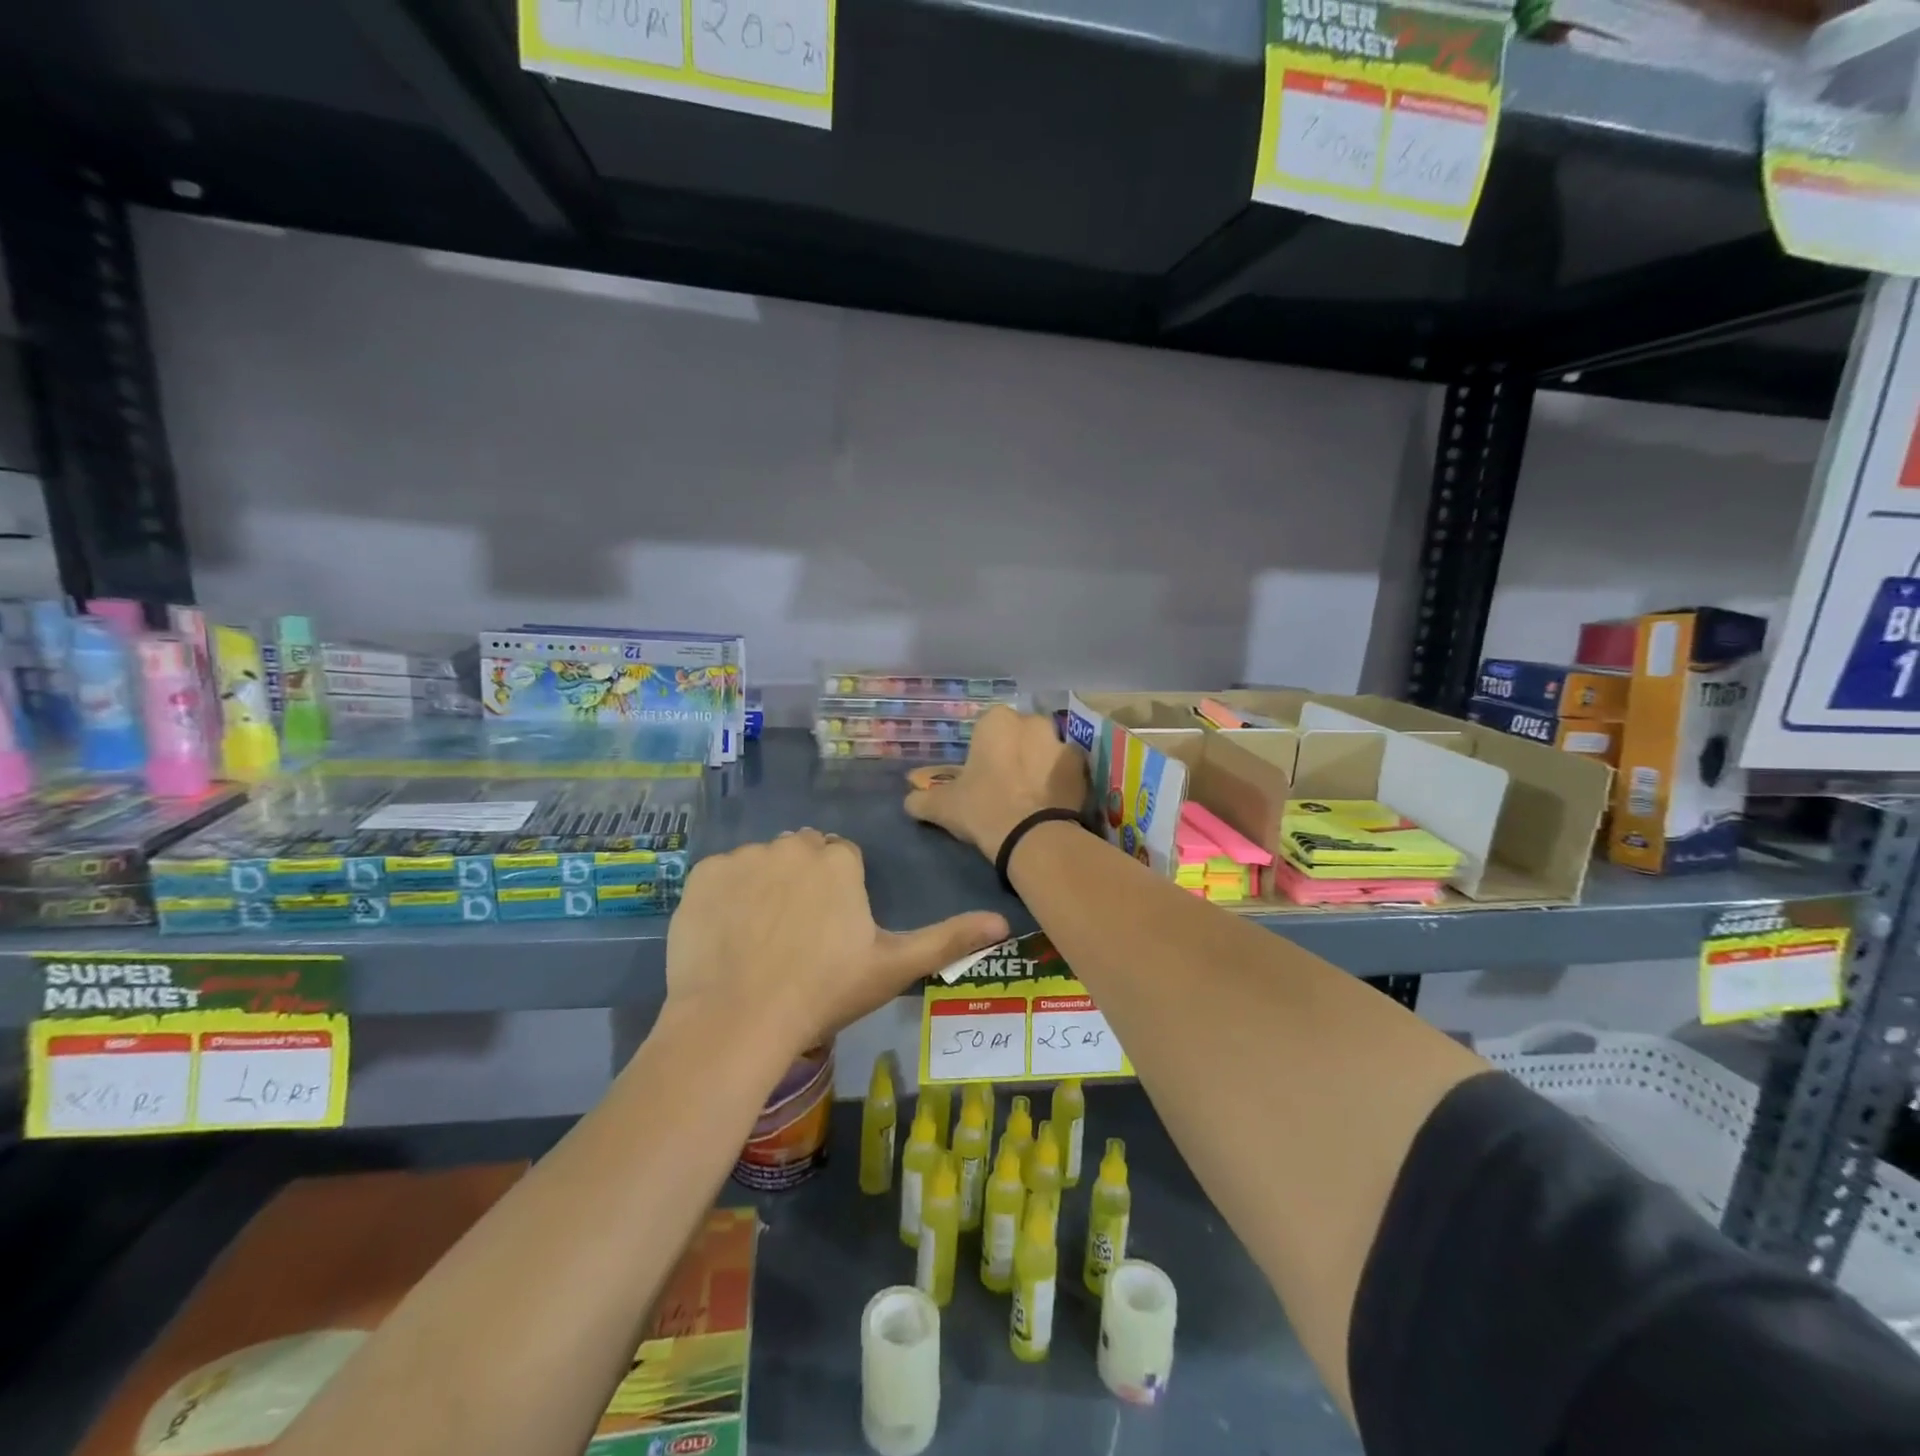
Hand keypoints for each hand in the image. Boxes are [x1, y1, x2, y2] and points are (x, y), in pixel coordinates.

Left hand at [665, 829, 1009, 1059]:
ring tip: (760, 942)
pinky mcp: (703, 874)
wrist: (737, 1020)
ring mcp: (744, 856)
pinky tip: (726, 938)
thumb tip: (1003, 921)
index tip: (830, 936)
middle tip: (797, 938)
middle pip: (804, 855)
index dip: (838, 898)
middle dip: (804, 883)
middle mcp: (794, 844)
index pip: (842, 861)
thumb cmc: (823, 992)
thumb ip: (948, 939)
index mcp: (839, 859)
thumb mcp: (893, 967)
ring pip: (763, 863)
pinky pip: (722, 877)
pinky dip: (725, 898)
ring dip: (765, 888)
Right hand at [905, 706, 1086, 862]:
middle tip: (1006, 783)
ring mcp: (1061, 743)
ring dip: (1040, 764)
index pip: (988, 727)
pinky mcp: (1082, 768)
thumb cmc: (982, 808)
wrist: (1031, 836)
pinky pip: (1068, 770)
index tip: (981, 773)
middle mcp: (1032, 722)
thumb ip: (922, 799)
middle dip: (1015, 751)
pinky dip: (1061, 781)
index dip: (984, 750)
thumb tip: (910, 800)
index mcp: (997, 721)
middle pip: (1021, 734)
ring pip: (1046, 749)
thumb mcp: (942, 806)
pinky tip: (1051, 802)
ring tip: (1031, 795)